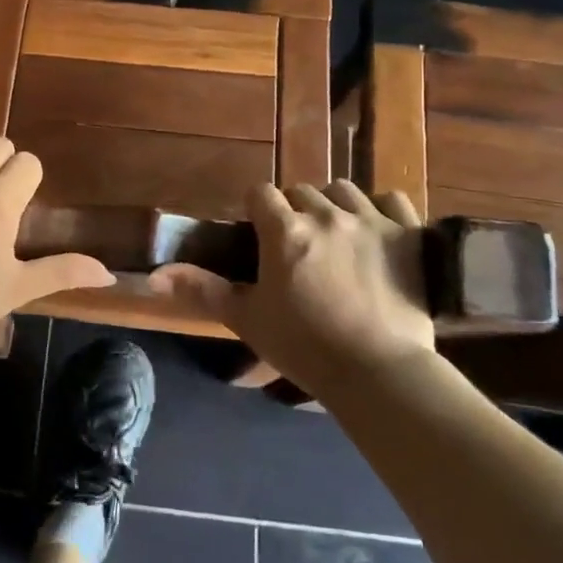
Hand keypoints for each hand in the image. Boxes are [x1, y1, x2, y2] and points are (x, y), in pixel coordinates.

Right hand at [151, 180, 433, 395]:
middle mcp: (326, 215)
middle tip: (298, 245)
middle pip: (302, 190)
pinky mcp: (408, 234)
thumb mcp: (247, 319)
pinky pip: (392, 198)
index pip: (260, 193)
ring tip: (336, 234)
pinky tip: (377, 229)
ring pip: (344, 190)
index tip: (260, 233)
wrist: (379, 372)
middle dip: (295, 210)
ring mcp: (371, 220)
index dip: (257, 210)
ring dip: (334, 205)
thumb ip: (202, 291)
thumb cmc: (305, 346)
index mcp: (284, 231)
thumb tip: (154, 276)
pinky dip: (381, 209)